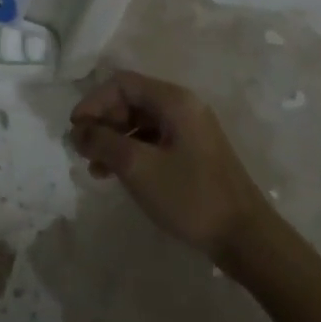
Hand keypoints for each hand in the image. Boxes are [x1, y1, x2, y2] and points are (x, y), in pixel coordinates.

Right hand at [69, 70, 272, 260]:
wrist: (245, 238)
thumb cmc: (190, 196)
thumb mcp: (138, 167)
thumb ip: (103, 142)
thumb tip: (77, 130)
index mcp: (174, 100)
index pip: (122, 83)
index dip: (93, 101)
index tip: (75, 129)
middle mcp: (183, 106)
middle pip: (131, 100)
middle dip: (103, 122)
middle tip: (83, 151)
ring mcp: (190, 130)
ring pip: (140, 122)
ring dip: (114, 140)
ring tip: (96, 168)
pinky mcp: (193, 152)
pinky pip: (153, 140)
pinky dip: (131, 152)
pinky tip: (117, 176)